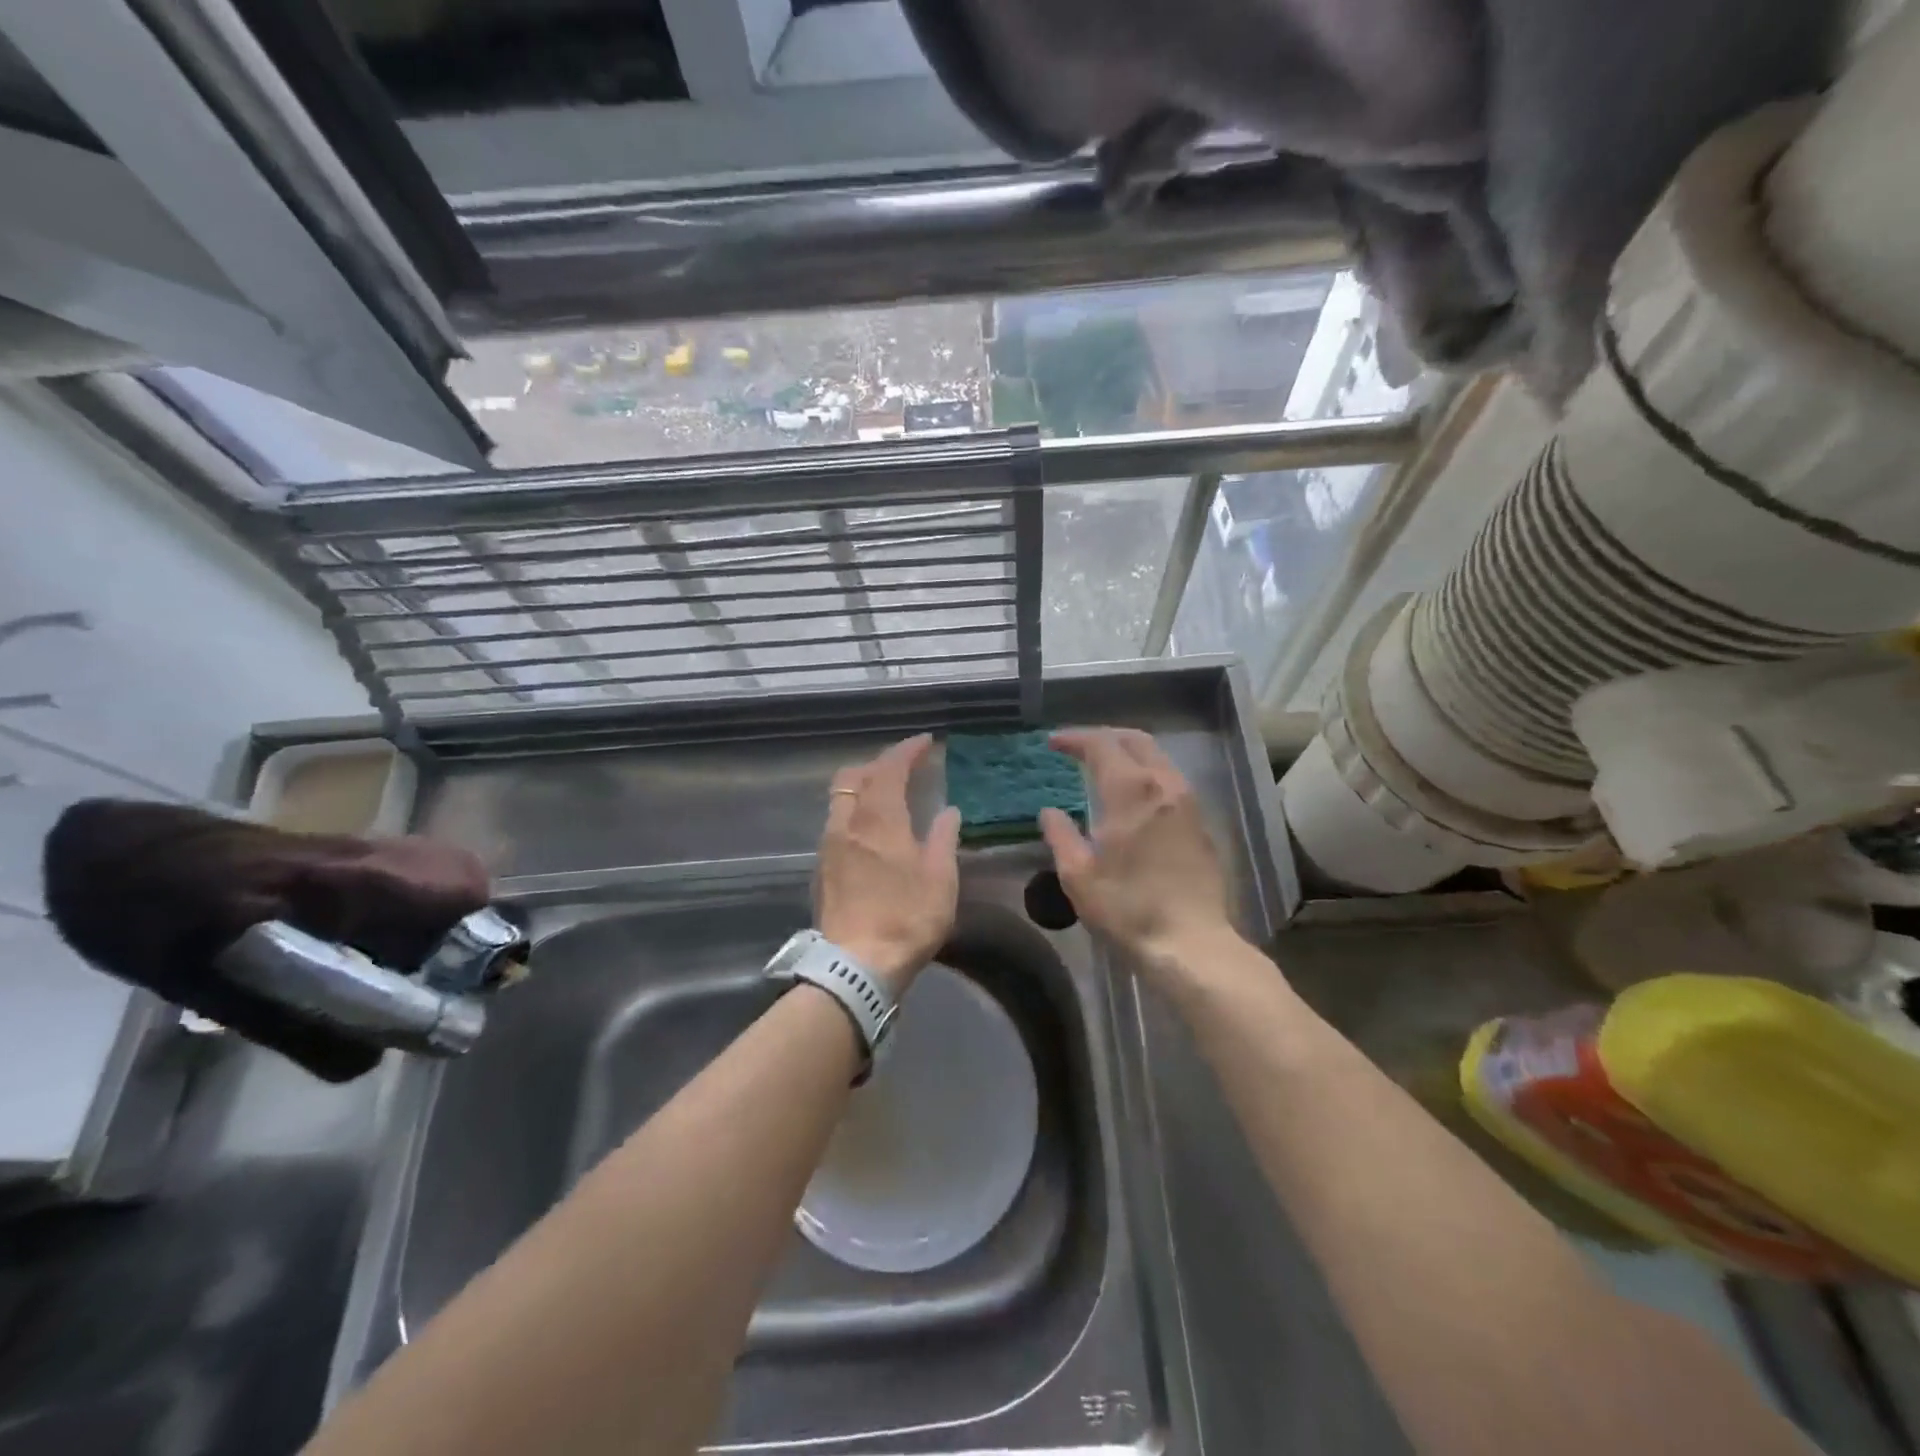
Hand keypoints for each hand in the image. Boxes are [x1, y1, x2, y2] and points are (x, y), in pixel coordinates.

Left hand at [815, 734, 960, 992]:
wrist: (856, 965)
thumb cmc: (906, 918)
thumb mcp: (940, 879)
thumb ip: (944, 838)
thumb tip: (948, 811)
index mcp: (879, 820)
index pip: (889, 769)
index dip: (906, 751)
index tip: (925, 742)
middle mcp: (847, 824)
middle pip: (853, 776)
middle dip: (878, 764)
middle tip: (904, 767)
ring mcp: (829, 846)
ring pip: (840, 799)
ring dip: (862, 787)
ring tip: (888, 795)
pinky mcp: (821, 868)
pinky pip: (836, 822)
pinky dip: (854, 811)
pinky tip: (871, 830)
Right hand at [1039, 729, 1234, 973]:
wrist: (1191, 943)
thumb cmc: (1127, 908)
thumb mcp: (1078, 875)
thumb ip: (1061, 835)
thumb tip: (1050, 812)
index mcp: (1131, 790)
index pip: (1101, 745)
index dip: (1074, 738)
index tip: (1053, 743)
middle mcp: (1164, 784)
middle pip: (1135, 740)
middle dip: (1104, 736)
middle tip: (1077, 746)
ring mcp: (1189, 802)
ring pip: (1158, 758)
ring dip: (1128, 753)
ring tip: (1103, 767)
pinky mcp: (1201, 823)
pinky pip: (1170, 780)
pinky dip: (1146, 774)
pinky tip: (1132, 796)